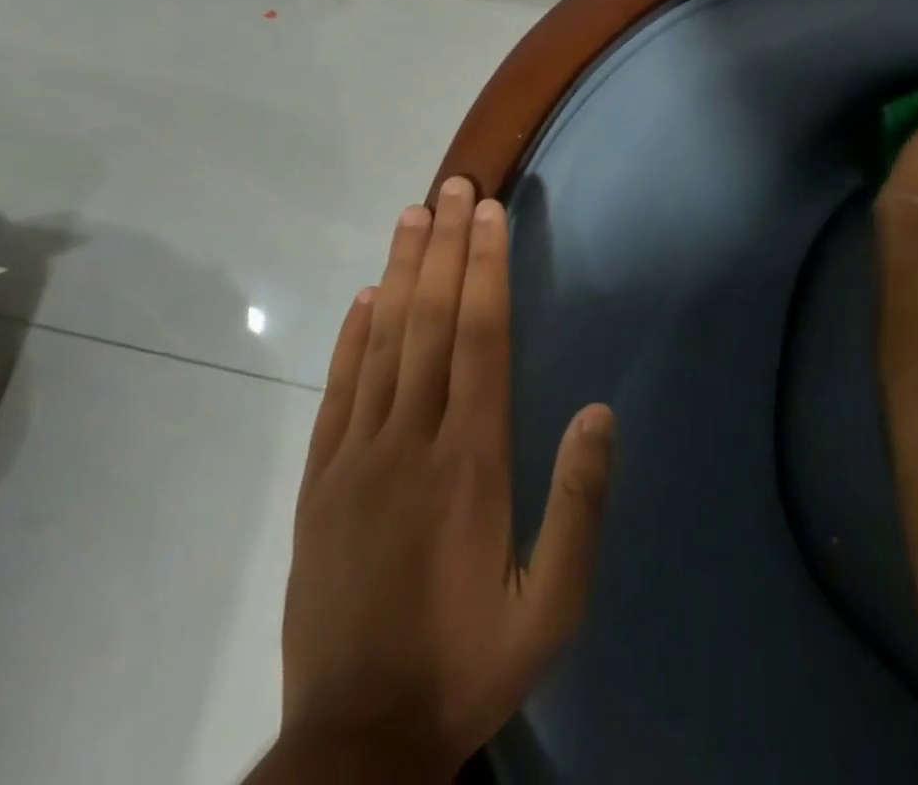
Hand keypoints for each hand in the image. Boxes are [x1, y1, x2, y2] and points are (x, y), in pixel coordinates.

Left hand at [265, 177, 614, 781]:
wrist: (355, 743)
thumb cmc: (466, 664)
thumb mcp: (550, 608)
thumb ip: (578, 506)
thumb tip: (598, 413)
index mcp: (470, 460)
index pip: (480, 337)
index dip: (486, 268)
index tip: (489, 214)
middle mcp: (411, 439)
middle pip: (431, 321)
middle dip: (446, 247)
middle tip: (454, 187)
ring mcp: (357, 456)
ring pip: (382, 341)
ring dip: (401, 272)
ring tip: (413, 216)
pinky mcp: (319, 481)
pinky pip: (338, 389)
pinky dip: (352, 335)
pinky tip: (366, 296)